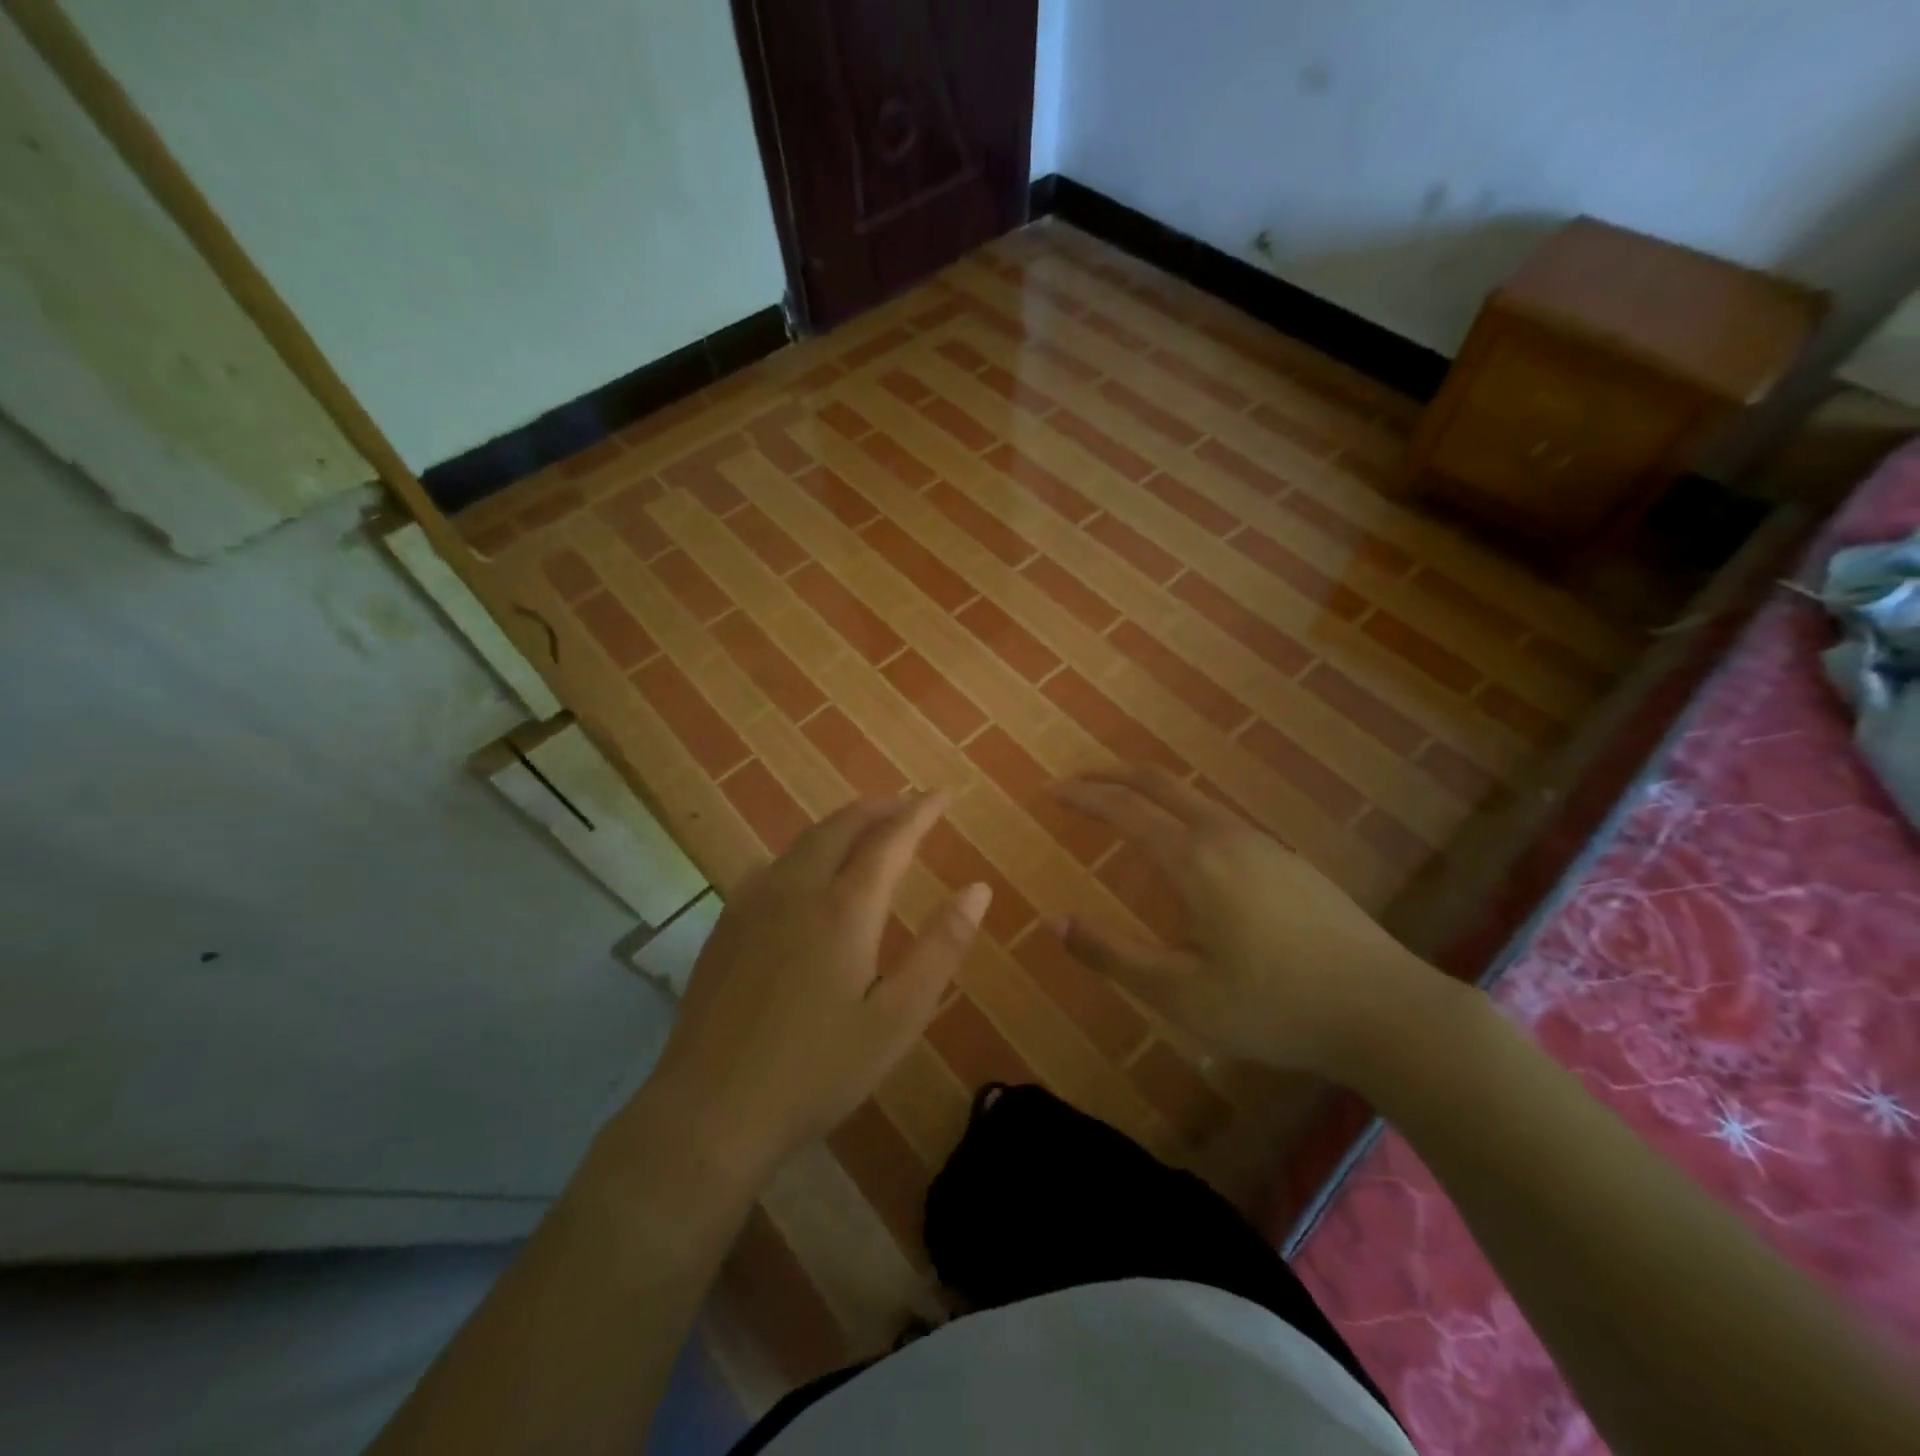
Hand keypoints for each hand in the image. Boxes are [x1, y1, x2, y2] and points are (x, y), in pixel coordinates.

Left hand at [640, 793, 989, 1181]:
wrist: (712, 1110)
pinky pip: (774, 863)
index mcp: (844, 909)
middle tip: (908, 804)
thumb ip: (941, 948)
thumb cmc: (818, 1070)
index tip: (942, 794)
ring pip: (804, 841)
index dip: (919, 813)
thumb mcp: (898, 1018)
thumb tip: (978, 889)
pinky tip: (807, 870)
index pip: (890, 840)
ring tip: (867, 827)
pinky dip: (806, 849)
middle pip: (842, 826)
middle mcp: (797, 889)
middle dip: (879, 808)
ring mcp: (753, 903)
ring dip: (842, 824)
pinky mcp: (726, 924)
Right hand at [1049, 766, 1441, 1079]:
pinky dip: (1180, 811)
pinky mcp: (1288, 861)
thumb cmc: (1273, 1006)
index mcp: (1194, 860)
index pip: (1124, 810)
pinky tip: (1185, 846)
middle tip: (1076, 780)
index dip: (1082, 797)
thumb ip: (1111, 954)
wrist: (1385, 1010)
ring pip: (1193, 797)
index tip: (1049, 791)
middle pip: (1159, 783)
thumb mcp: (1179, 993)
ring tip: (1121, 806)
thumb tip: (1053, 921)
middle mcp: (1226, 836)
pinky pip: (1218, 818)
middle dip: (1111, 774)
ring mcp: (1263, 844)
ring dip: (1148, 791)